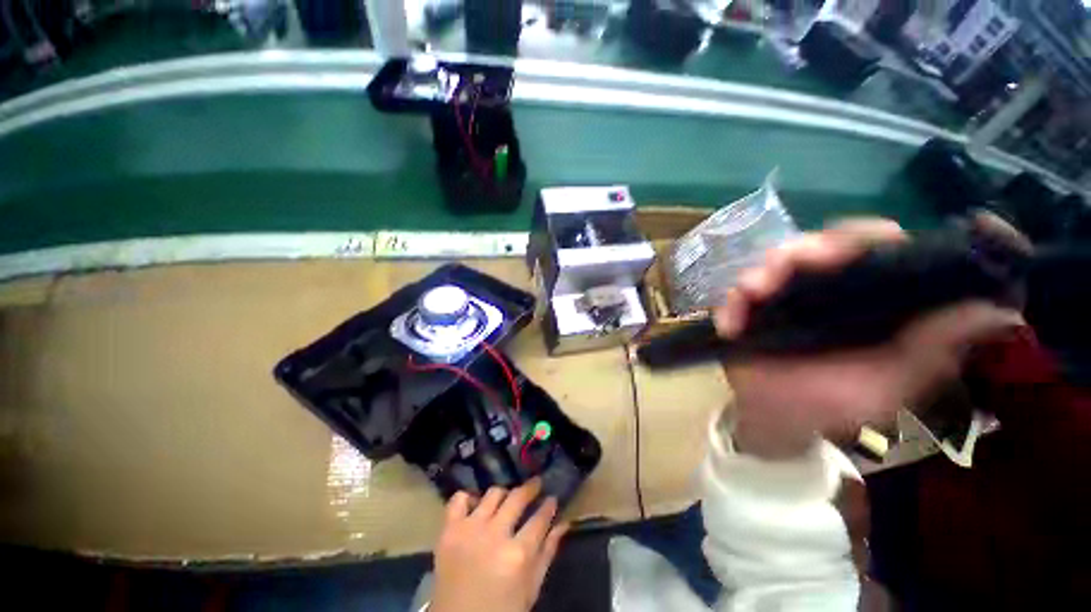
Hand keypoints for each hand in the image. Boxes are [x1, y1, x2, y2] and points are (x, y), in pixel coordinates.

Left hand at [430, 479, 568, 611]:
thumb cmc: (501, 609)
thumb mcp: (530, 588)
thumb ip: (547, 553)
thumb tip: (564, 523)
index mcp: (518, 554)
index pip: (540, 518)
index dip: (549, 505)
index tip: (552, 498)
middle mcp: (495, 535)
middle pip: (517, 497)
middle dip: (531, 488)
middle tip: (536, 485)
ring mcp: (470, 529)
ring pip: (493, 493)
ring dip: (504, 494)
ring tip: (507, 499)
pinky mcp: (449, 531)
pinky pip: (458, 499)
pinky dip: (468, 498)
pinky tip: (476, 505)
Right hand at [713, 219, 1024, 459]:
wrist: (777, 418)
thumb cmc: (835, 403)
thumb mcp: (892, 383)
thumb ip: (934, 349)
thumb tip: (997, 311)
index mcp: (870, 296)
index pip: (876, 246)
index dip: (866, 239)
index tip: (851, 249)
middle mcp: (829, 286)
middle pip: (819, 245)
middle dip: (801, 251)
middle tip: (785, 268)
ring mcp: (786, 295)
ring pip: (774, 262)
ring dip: (760, 273)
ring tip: (751, 293)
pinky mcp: (751, 307)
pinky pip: (737, 293)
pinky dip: (731, 303)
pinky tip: (730, 324)